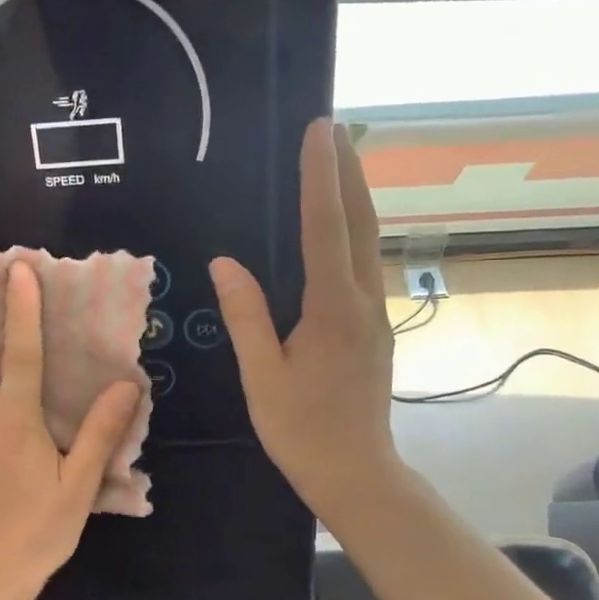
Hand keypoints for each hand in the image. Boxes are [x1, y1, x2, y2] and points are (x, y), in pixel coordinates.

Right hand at [211, 120, 402, 520]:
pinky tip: (340, 227)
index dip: (320, 176)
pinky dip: (353, 231)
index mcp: (332, 309)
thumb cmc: (302, 430)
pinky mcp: (374, 328)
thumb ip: (246, 316)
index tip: (318, 131)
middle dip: (347, 171)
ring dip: (355, 197)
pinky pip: (363, 265)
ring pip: (368, 242)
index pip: (326, 228)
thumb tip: (224, 261)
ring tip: (339, 162)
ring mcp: (374, 315)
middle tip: (334, 127)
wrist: (357, 473)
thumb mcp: (261, 376)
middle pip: (360, 223)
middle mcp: (361, 301)